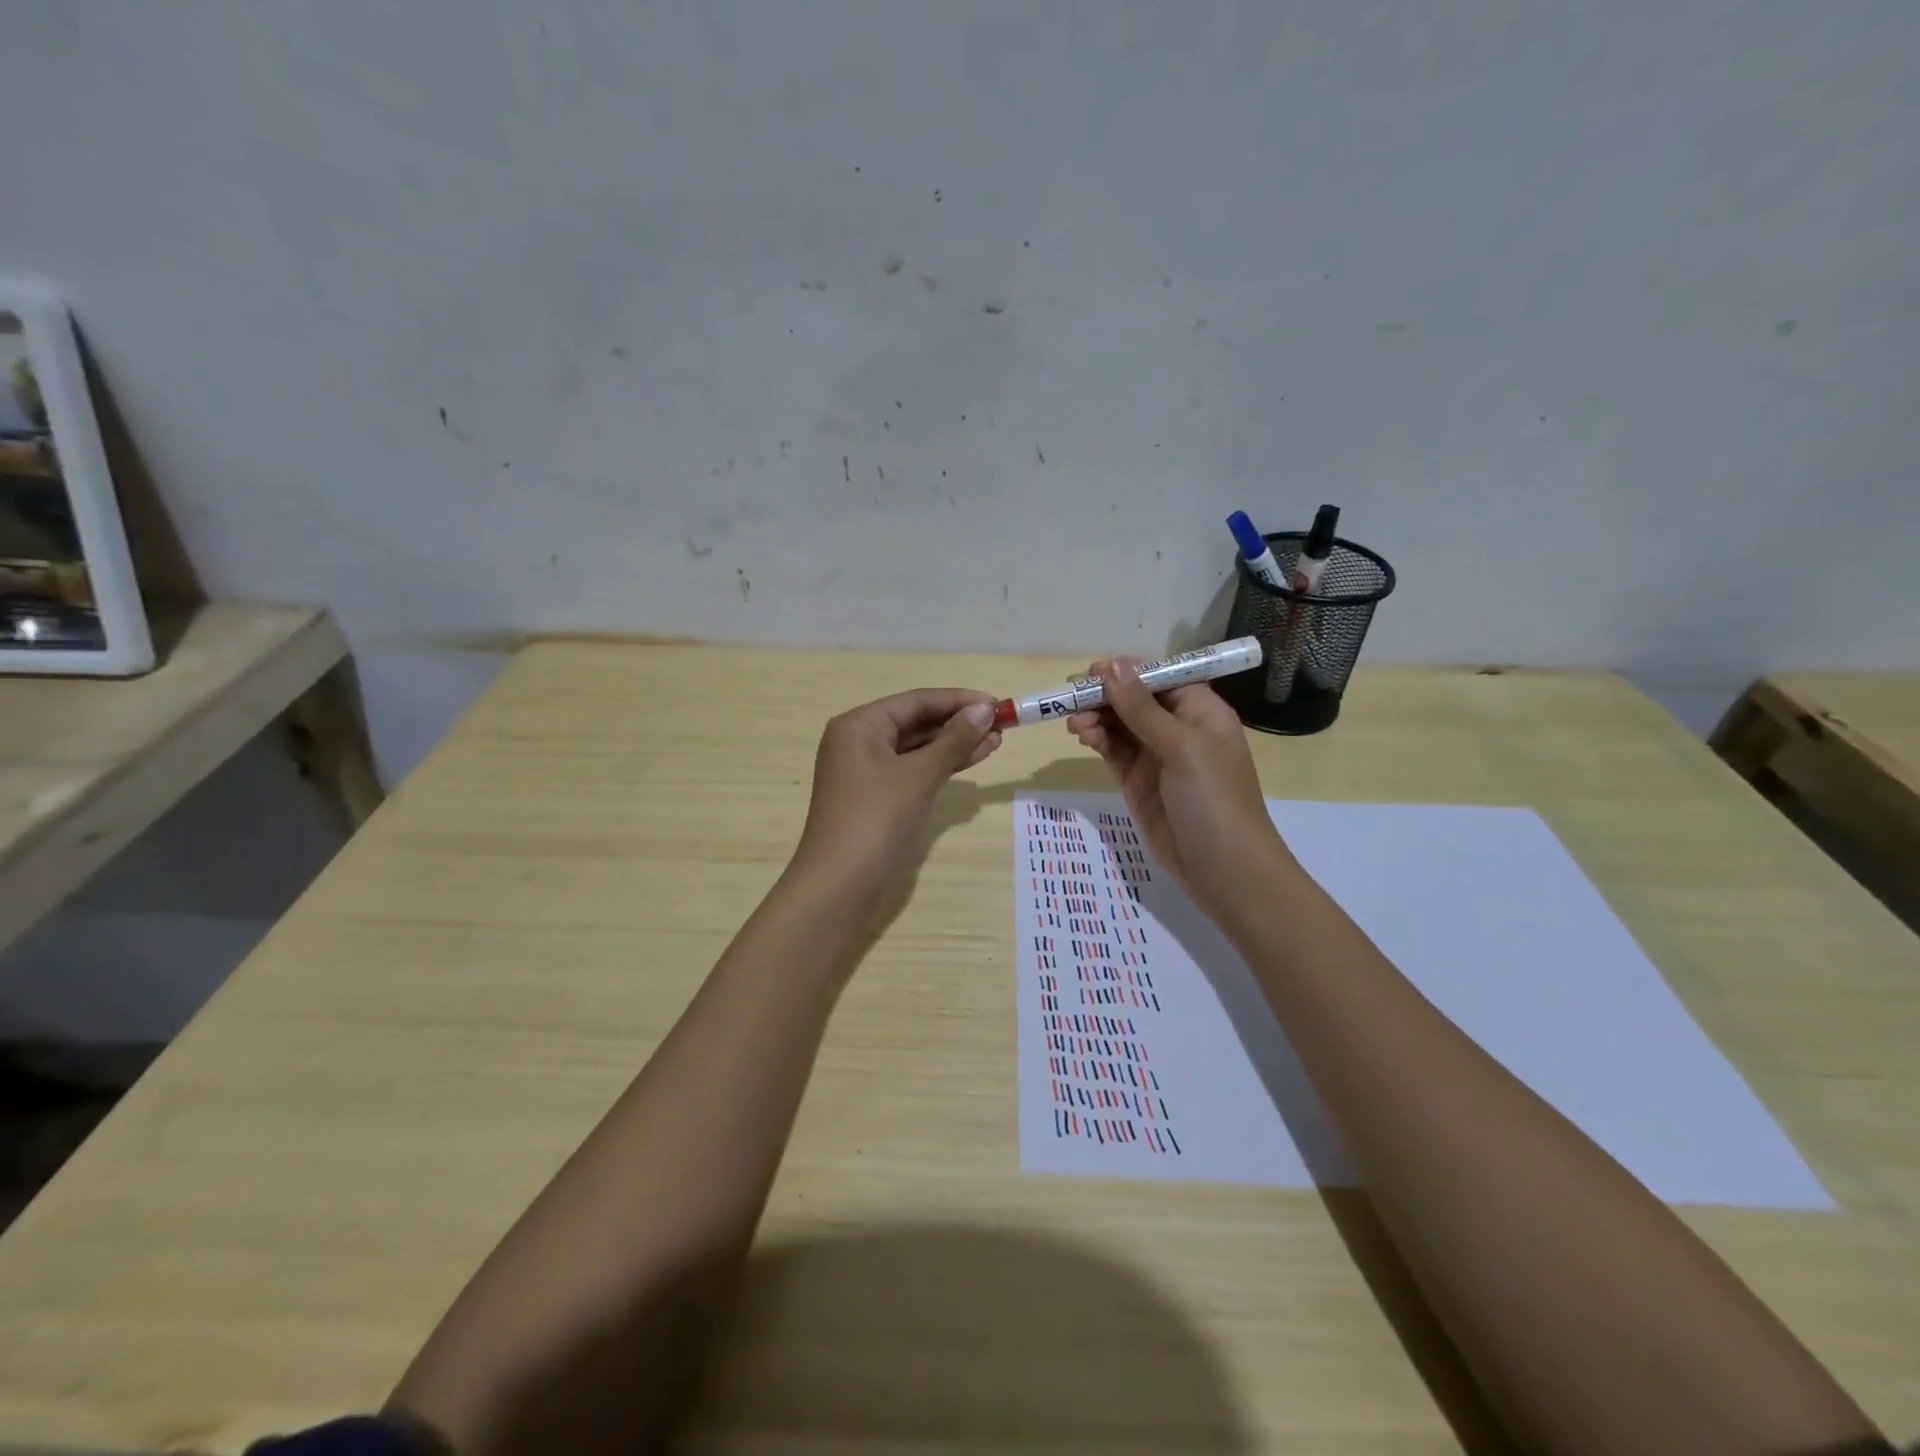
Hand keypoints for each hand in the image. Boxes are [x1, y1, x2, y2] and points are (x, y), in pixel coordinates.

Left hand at [792, 687, 1001, 906]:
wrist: (840, 888)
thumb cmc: (876, 821)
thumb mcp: (919, 776)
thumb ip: (954, 740)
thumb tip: (985, 709)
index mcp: (859, 725)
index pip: (916, 701)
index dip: (959, 701)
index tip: (998, 704)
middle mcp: (859, 741)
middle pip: (916, 722)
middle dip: (959, 723)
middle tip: (1002, 726)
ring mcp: (867, 771)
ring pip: (917, 748)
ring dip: (955, 745)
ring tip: (996, 742)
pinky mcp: (877, 797)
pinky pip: (914, 770)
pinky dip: (941, 766)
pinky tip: (973, 761)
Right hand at [1067, 659, 1289, 923]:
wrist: (1223, 870)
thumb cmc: (1213, 799)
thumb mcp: (1181, 747)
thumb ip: (1142, 708)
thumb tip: (1112, 666)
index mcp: (1201, 711)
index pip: (1160, 678)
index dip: (1128, 672)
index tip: (1092, 672)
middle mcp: (1179, 728)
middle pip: (1135, 699)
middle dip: (1105, 696)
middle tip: (1072, 698)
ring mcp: (1156, 756)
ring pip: (1120, 725)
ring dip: (1096, 718)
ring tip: (1074, 723)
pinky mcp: (1137, 781)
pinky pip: (1113, 751)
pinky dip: (1097, 740)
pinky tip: (1083, 736)